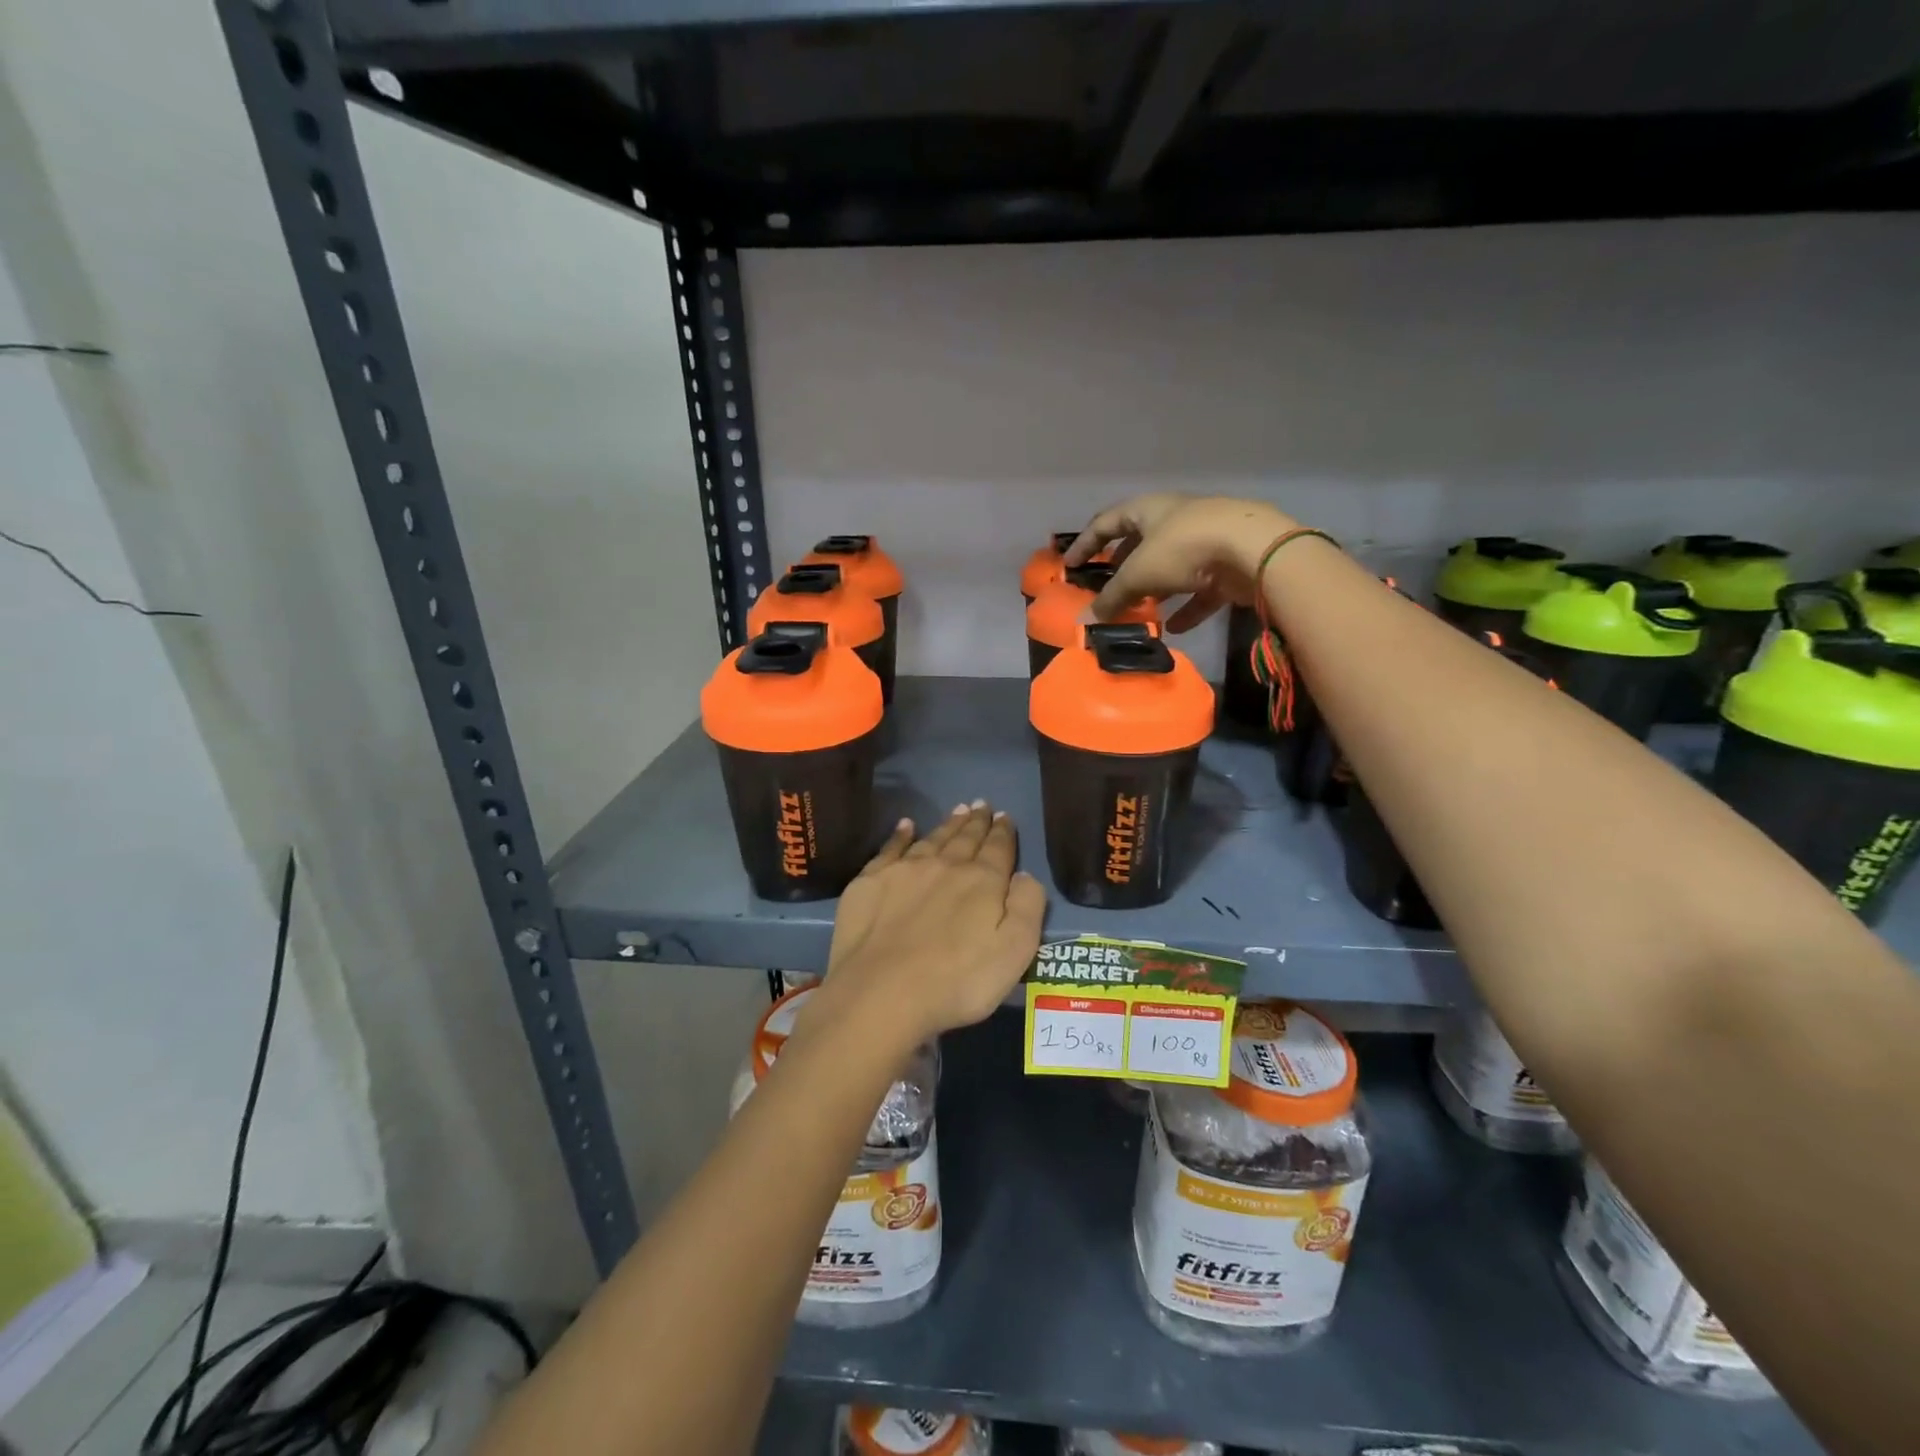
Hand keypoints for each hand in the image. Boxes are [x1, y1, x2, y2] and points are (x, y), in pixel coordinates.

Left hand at [806, 804, 1046, 1052]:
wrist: (882, 993)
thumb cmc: (958, 982)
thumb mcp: (1015, 952)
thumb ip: (1027, 907)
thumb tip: (1024, 874)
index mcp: (983, 882)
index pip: (998, 849)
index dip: (1003, 832)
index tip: (1004, 816)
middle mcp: (945, 866)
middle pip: (965, 838)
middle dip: (976, 821)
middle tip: (981, 805)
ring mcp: (905, 870)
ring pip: (933, 839)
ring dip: (947, 824)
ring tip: (957, 810)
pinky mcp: (871, 882)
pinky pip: (891, 848)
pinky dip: (901, 834)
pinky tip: (906, 825)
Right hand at [1064, 493, 1295, 631]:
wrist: (1255, 549)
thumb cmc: (1185, 548)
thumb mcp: (1139, 573)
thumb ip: (1112, 597)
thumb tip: (1086, 620)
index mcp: (1149, 509)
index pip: (1107, 522)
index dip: (1086, 543)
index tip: (1070, 566)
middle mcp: (1176, 519)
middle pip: (1141, 542)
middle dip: (1123, 566)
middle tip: (1107, 588)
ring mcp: (1205, 540)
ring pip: (1172, 566)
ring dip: (1154, 588)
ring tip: (1139, 610)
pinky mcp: (1228, 564)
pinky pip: (1200, 588)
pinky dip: (1186, 607)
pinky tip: (1174, 628)